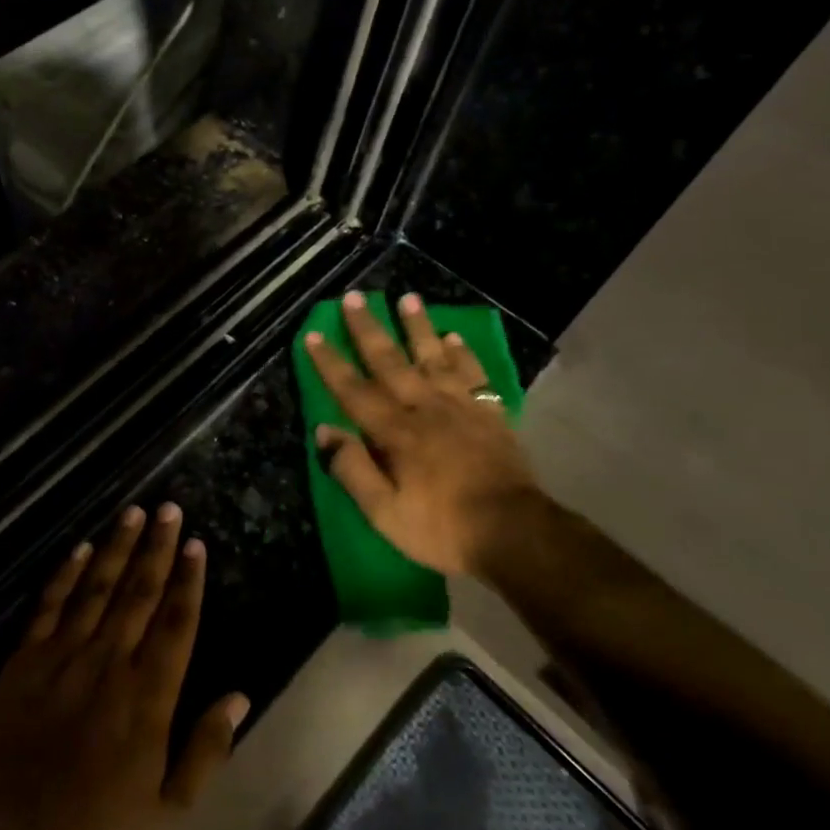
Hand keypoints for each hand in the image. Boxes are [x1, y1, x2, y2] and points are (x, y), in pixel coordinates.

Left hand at [0, 504, 249, 829]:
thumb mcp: (166, 811)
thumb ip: (206, 750)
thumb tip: (240, 697)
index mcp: (147, 696)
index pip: (175, 623)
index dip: (188, 581)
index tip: (196, 544)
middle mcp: (109, 662)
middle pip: (139, 592)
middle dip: (157, 547)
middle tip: (170, 508)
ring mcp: (63, 656)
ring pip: (98, 588)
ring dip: (117, 547)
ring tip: (134, 512)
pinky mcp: (24, 660)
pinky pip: (50, 605)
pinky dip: (66, 574)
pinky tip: (80, 548)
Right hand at [304, 290, 539, 575]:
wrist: (515, 532)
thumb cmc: (442, 527)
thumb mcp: (385, 513)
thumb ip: (353, 470)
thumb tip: (324, 432)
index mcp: (395, 432)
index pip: (354, 390)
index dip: (331, 363)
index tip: (314, 334)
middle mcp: (425, 409)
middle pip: (391, 362)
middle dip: (369, 329)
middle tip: (355, 297)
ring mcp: (461, 408)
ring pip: (434, 358)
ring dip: (418, 327)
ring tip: (408, 298)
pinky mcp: (490, 415)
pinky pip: (473, 375)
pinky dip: (463, 354)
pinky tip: (453, 337)